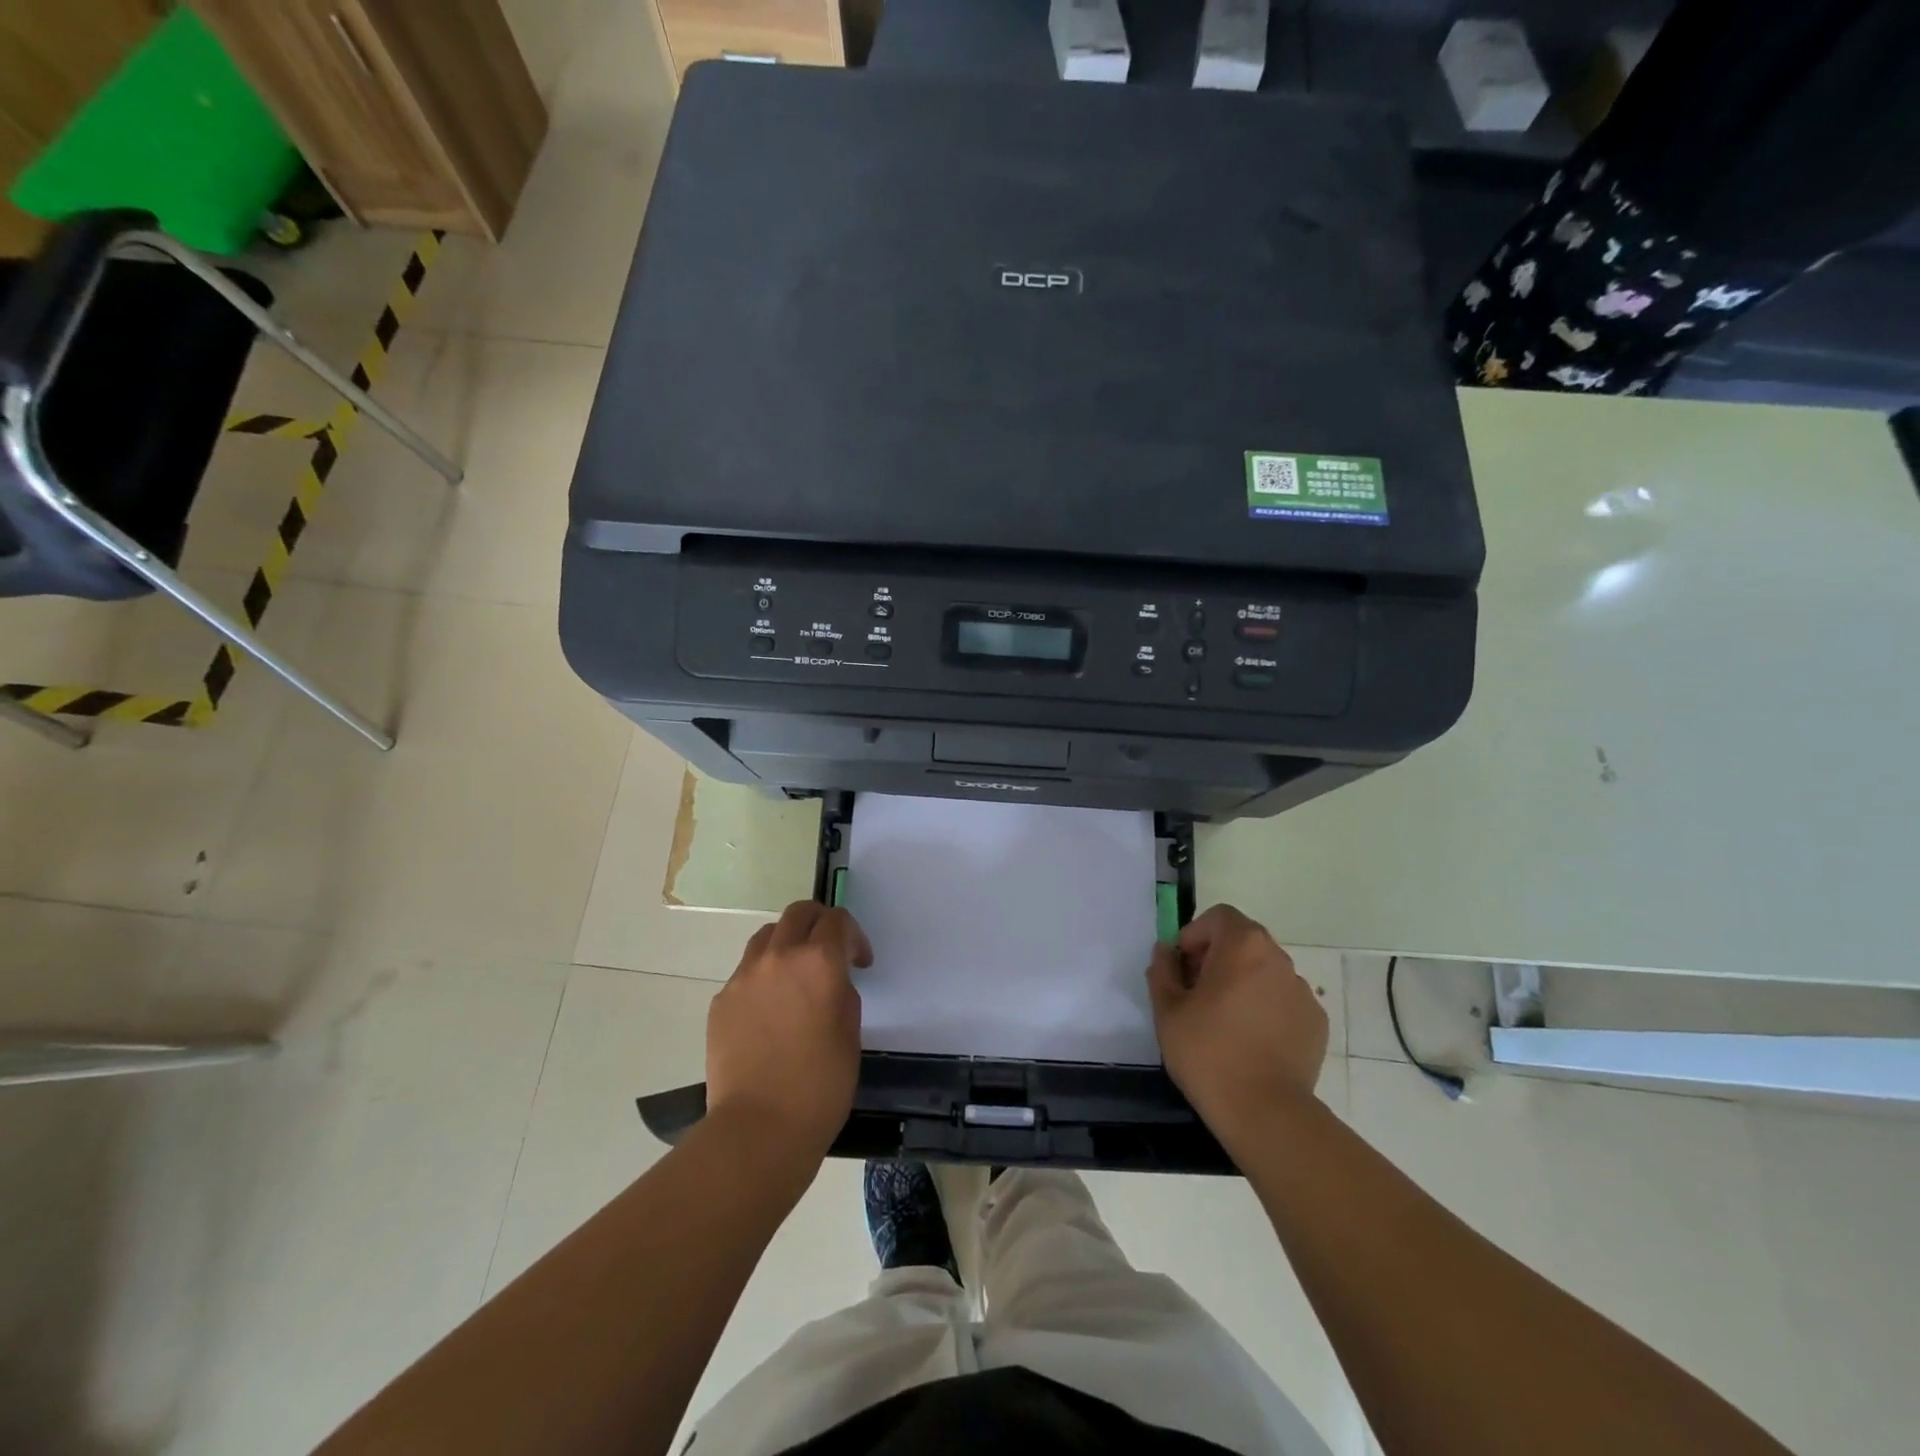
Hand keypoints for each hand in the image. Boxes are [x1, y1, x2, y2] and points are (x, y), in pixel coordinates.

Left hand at [706, 901, 870, 1159]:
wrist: (759, 1127)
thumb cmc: (820, 1084)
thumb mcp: (850, 1032)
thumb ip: (841, 991)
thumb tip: (830, 980)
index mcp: (818, 961)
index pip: (837, 920)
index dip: (854, 936)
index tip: (860, 963)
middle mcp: (779, 956)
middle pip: (799, 913)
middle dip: (819, 923)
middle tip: (830, 950)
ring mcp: (744, 976)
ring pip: (768, 936)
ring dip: (788, 943)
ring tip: (795, 975)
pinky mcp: (722, 1000)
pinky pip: (746, 971)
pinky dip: (763, 975)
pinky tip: (770, 1010)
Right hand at [1147, 904, 1327, 1145]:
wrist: (1265, 1112)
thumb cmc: (1208, 1052)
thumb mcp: (1167, 1010)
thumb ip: (1163, 971)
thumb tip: (1165, 953)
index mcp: (1243, 946)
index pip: (1219, 916)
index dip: (1196, 934)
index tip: (1182, 967)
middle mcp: (1278, 959)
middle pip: (1244, 942)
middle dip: (1217, 958)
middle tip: (1197, 993)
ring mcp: (1303, 991)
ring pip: (1264, 972)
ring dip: (1242, 983)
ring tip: (1225, 1022)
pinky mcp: (1316, 1022)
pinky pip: (1283, 1001)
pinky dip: (1266, 1009)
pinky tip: (1252, 1042)